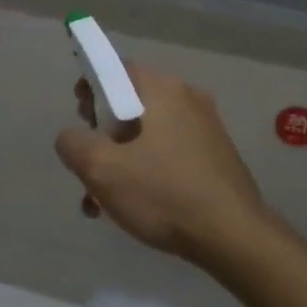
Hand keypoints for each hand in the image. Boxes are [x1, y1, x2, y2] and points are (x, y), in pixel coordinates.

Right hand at [54, 64, 270, 263]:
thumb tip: (72, 137)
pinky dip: (147, 173)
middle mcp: (188, 99)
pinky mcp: (216, 158)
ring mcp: (206, 129)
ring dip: (121, 161)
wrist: (234, 237)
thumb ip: (74, 144)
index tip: (80, 119)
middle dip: (103, 135)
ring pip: (148, 136)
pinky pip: (169, 155)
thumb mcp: (102, 169)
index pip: (117, 69)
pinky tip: (134, 209)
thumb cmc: (165, 193)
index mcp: (163, 90)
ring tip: (103, 202)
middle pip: (131, 104)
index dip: (91, 89)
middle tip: (90, 166)